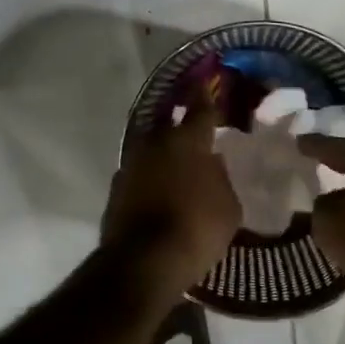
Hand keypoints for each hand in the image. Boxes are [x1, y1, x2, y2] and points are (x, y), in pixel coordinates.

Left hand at [103, 104, 241, 290]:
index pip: (200, 109)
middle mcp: (155, 144)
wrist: (144, 262)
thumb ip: (221, 178)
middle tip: (192, 128)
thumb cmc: (197, 229)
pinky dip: (149, 176)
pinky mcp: (116, 189)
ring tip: (176, 162)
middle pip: (169, 125)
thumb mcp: (228, 206)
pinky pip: (138, 173)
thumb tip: (211, 165)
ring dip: (162, 152)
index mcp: (187, 141)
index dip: (205, 95)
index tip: (206, 81)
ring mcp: (131, 165)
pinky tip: (158, 188)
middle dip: (180, 124)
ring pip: (150, 148)